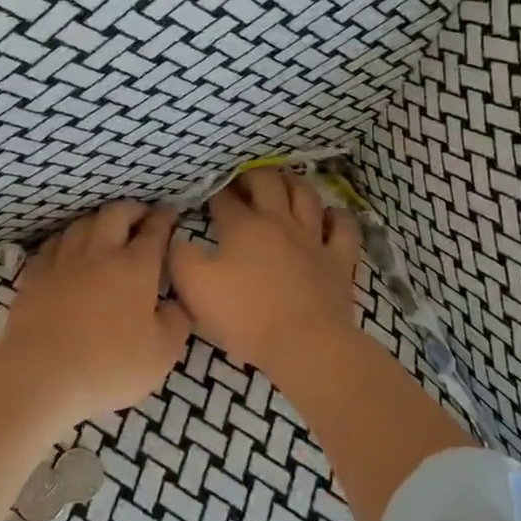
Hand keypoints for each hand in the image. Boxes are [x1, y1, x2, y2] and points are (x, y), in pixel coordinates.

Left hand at [0, 201, 190, 421]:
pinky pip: (52, 245)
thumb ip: (176, 321)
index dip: (164, 218)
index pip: (154, 231)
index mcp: (135, 267)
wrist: (42, 374)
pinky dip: (66, 240)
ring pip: (81, 224)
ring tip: (105, 227)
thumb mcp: (162, 353)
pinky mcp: (35, 275)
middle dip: (132, 209)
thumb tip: (175, 302)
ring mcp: (63, 261)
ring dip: (97, 220)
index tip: (170, 211)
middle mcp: (99, 253)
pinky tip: (66, 248)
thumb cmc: (110, 365)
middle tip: (141, 215)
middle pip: (115, 214)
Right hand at [168, 168, 360, 372]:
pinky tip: (329, 215)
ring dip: (292, 183)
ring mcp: (313, 238)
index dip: (214, 193)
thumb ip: (179, 257)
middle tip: (241, 182)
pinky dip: (336, 216)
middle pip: (267, 182)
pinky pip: (343, 227)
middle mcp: (279, 221)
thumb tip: (177, 239)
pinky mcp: (339, 260)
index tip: (207, 196)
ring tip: (282, 184)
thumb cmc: (246, 316)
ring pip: (305, 194)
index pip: (225, 198)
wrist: (306, 344)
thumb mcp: (194, 287)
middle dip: (251, 176)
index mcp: (243, 226)